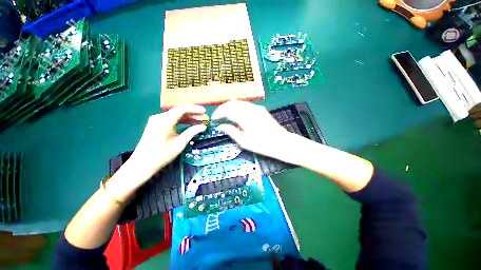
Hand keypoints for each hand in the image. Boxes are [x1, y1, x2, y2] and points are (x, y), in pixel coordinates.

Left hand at [107, 105, 206, 200]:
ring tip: (199, 121)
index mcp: (165, 120)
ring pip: (175, 116)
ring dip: (187, 118)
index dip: (194, 109)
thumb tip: (203, 127)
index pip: (182, 109)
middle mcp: (159, 117)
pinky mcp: (155, 125)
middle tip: (204, 118)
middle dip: (193, 114)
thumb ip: (192, 132)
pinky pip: (171, 120)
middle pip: (179, 111)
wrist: (142, 164)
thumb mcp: (180, 143)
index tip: (204, 112)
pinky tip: (189, 124)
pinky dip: (181, 121)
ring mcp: (156, 121)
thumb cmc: (162, 154)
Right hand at [212, 100, 290, 158]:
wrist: (281, 142)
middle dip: (223, 108)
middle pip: (232, 103)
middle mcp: (250, 109)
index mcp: (245, 117)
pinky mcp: (261, 109)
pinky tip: (236, 114)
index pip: (227, 110)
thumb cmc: (262, 144)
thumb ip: (230, 131)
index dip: (218, 113)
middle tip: (218, 117)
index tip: (214, 119)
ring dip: (230, 107)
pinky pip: (246, 105)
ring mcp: (257, 107)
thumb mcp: (243, 141)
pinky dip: (238, 108)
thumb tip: (220, 126)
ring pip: (239, 102)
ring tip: (225, 115)